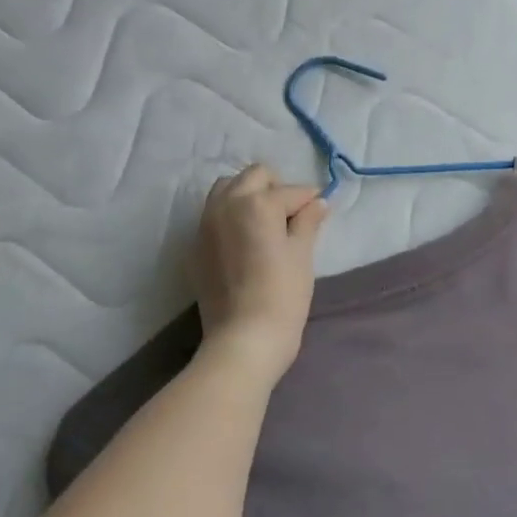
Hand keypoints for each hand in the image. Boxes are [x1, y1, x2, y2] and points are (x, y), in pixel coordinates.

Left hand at [193, 165, 328, 385]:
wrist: (243, 339)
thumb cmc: (282, 296)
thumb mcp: (302, 256)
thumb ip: (308, 222)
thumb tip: (318, 203)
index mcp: (257, 203)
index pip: (292, 191)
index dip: (311, 200)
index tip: (320, 211)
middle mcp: (226, 204)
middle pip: (254, 176)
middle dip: (276, 188)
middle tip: (292, 216)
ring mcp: (205, 224)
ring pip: (227, 189)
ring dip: (248, 196)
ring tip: (265, 224)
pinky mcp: (196, 246)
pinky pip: (213, 215)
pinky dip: (230, 216)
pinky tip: (245, 242)